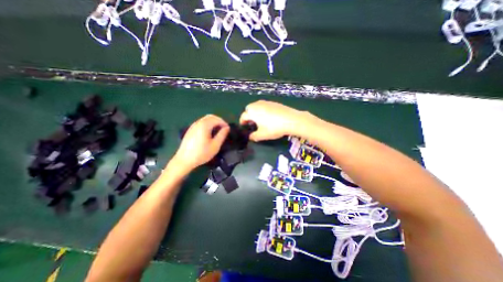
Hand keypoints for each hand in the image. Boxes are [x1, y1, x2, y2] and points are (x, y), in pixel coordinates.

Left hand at [172, 115, 229, 171]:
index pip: (217, 119)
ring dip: (213, 122)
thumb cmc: (201, 153)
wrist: (184, 160)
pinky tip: (209, 133)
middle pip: (211, 117)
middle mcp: (198, 123)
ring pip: (205, 119)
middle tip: (224, 128)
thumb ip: (222, 135)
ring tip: (218, 131)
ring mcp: (193, 126)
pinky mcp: (190, 130)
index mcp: (204, 125)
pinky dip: (208, 124)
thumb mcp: (215, 146)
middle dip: (219, 121)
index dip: (224, 123)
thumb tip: (227, 128)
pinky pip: (201, 123)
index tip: (228, 129)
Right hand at [240, 101, 310, 141]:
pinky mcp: (273, 103)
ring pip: (257, 107)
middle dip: (248, 116)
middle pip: (249, 109)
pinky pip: (264, 106)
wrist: (291, 120)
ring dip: (256, 113)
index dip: (242, 122)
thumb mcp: (262, 135)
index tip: (243, 127)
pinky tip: (269, 117)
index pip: (243, 116)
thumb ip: (253, 136)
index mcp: (252, 112)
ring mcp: (266, 102)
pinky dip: (263, 111)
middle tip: (252, 123)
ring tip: (260, 121)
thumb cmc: (273, 128)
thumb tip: (250, 137)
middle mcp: (257, 105)